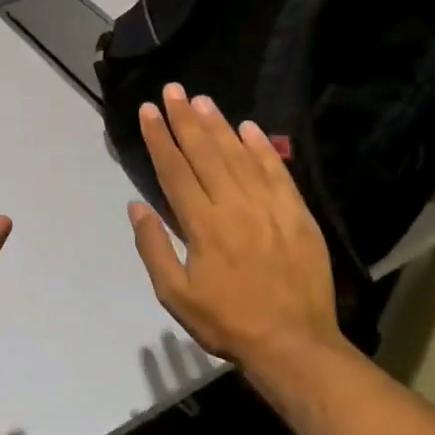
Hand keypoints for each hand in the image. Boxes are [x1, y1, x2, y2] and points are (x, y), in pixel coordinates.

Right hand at [127, 84, 344, 389]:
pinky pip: (277, 172)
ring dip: (219, 125)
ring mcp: (270, 208)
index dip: (160, 138)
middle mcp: (235, 206)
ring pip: (239, 156)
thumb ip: (154, 248)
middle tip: (173, 90)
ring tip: (202, 100)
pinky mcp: (297, 215)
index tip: (148, 111)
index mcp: (203, 226)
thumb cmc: (227, 322)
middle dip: (185, 119)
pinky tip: (250, 127)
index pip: (175, 171)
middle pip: (205, 153)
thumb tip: (137, 206)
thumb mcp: (175, 295)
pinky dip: (263, 148)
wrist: (294, 344)